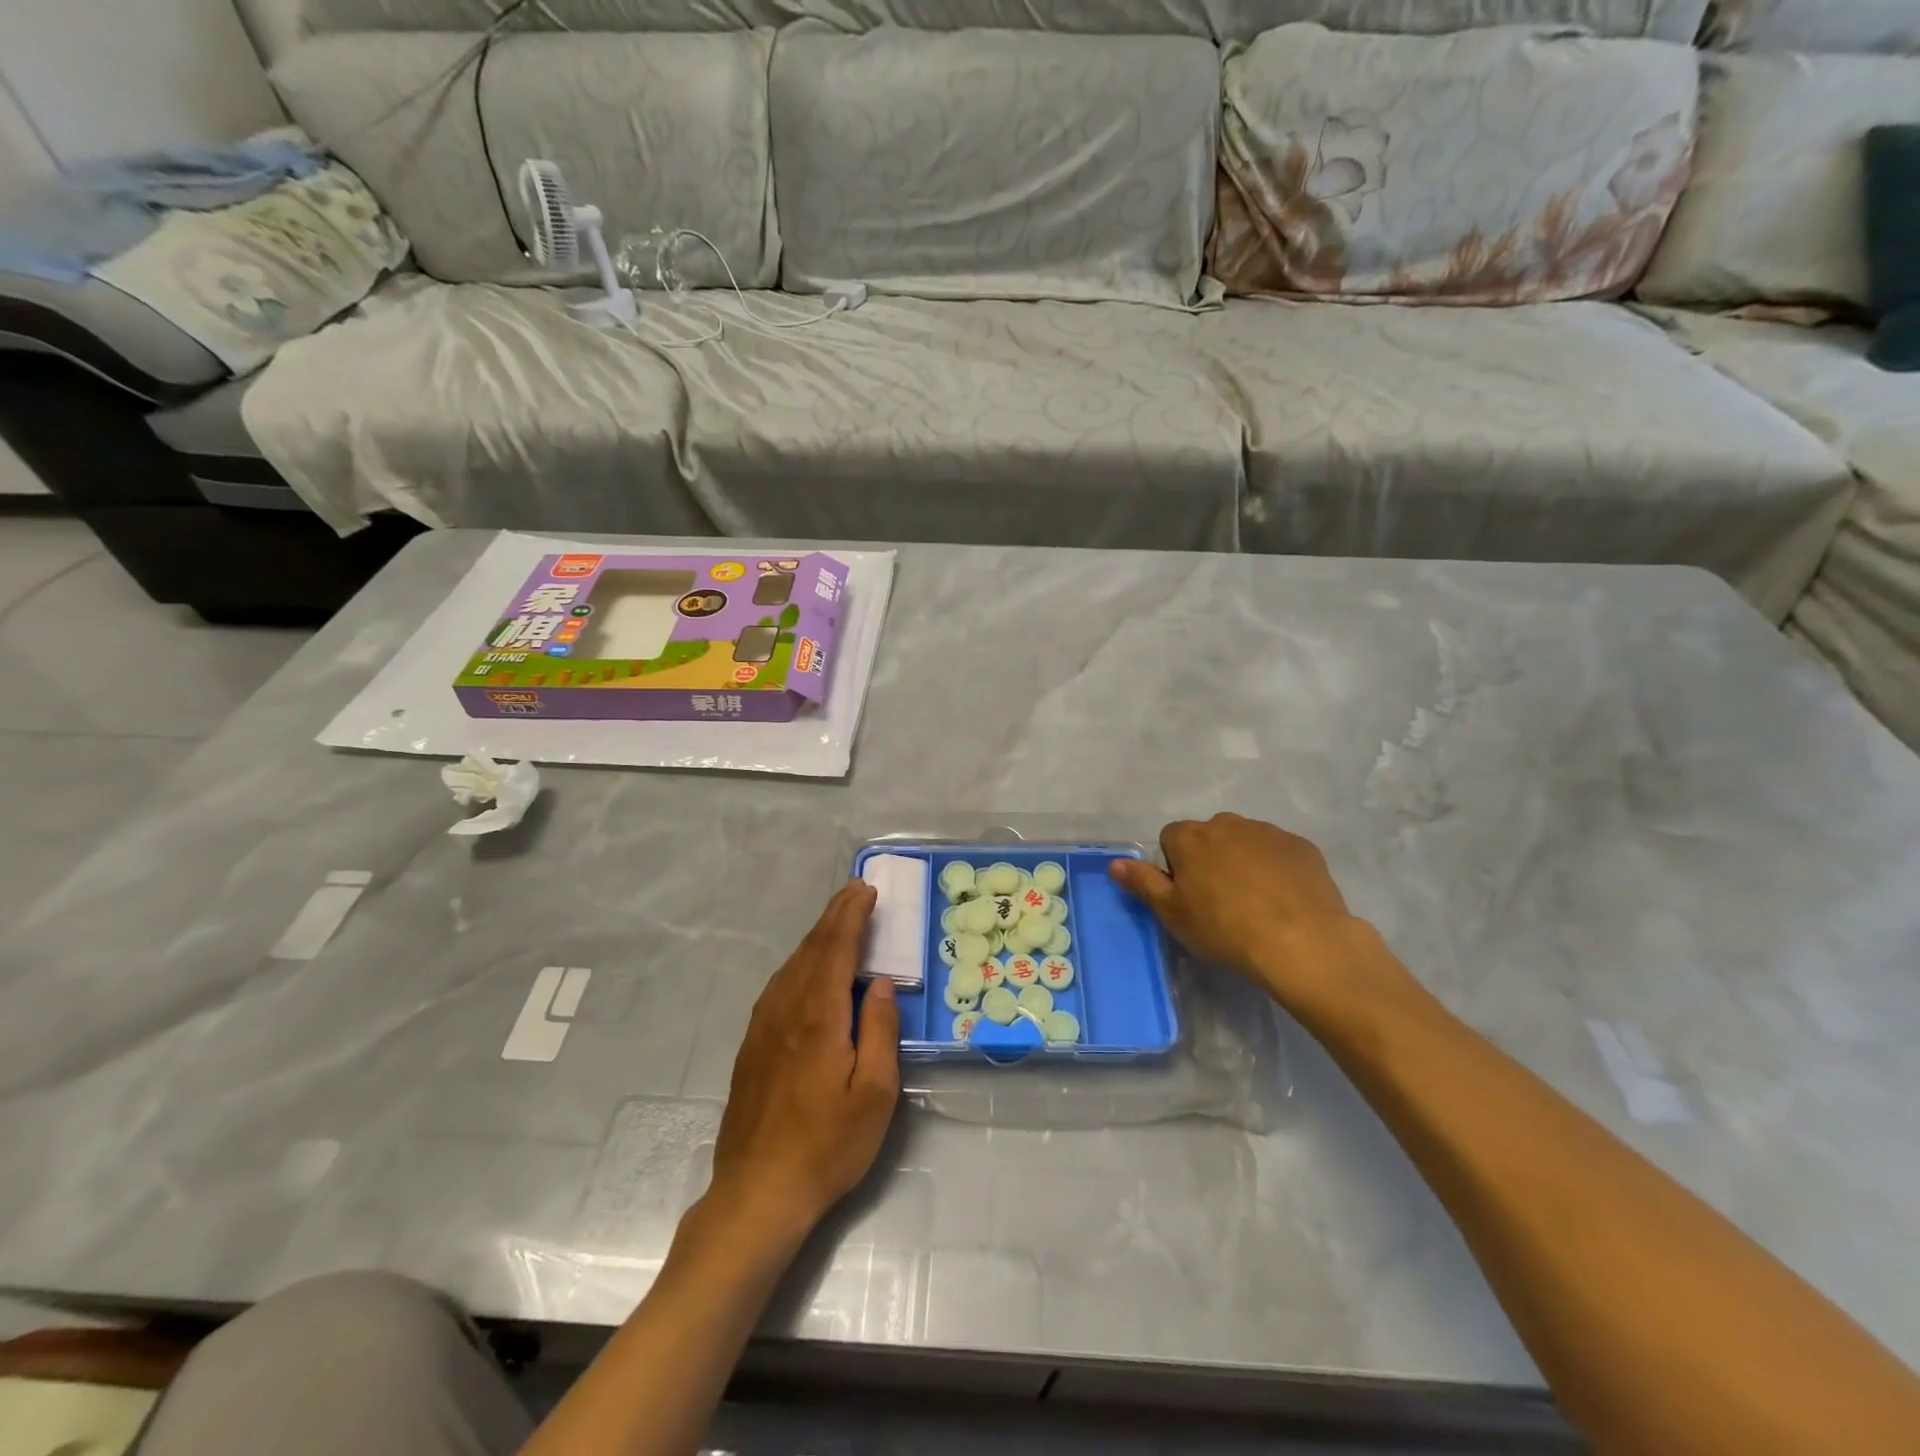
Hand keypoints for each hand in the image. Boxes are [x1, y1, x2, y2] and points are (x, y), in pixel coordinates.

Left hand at [709, 882, 899, 1237]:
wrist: (757, 1193)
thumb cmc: (827, 1146)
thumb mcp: (875, 1094)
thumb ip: (881, 1030)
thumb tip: (881, 983)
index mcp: (819, 1016)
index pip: (837, 948)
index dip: (852, 915)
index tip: (866, 889)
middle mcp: (786, 1009)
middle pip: (812, 948)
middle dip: (835, 915)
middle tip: (856, 891)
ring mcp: (763, 1026)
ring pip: (792, 964)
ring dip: (817, 936)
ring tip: (838, 920)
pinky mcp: (752, 1045)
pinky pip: (779, 986)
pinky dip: (800, 962)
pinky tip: (807, 968)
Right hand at [1110, 814, 1390, 1011]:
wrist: (1301, 941)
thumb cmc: (1224, 928)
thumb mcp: (1172, 913)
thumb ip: (1142, 882)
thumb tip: (1115, 863)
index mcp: (1190, 837)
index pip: (1170, 839)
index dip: (1176, 866)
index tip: (1187, 895)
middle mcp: (1227, 823)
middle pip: (1209, 836)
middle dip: (1210, 859)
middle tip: (1219, 901)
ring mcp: (1268, 832)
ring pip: (1245, 841)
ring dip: (1243, 861)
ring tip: (1254, 902)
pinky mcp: (1302, 846)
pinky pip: (1279, 852)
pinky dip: (1276, 868)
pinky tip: (1283, 900)